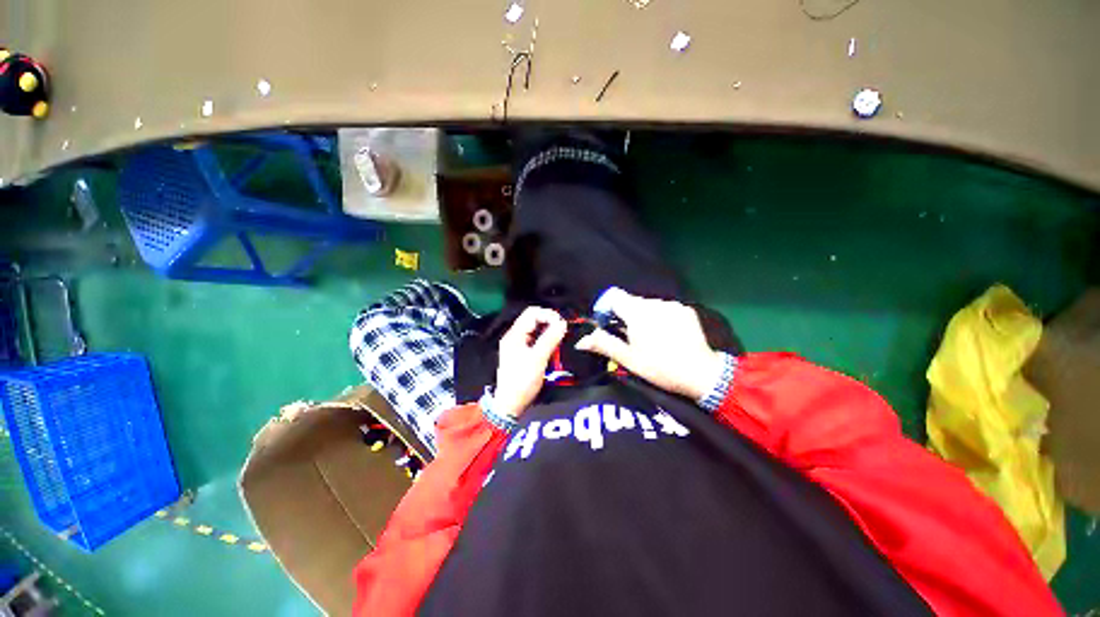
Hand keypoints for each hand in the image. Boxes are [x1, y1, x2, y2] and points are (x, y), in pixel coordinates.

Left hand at [493, 306, 567, 417]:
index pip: (532, 313)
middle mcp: (514, 336)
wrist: (510, 404)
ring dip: (548, 331)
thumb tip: (562, 323)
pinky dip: (545, 339)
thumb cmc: (522, 381)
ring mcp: (517, 344)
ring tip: (561, 337)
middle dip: (549, 322)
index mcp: (515, 334)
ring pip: (535, 329)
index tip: (562, 324)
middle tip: (563, 330)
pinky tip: (554, 345)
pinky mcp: (521, 352)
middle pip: (533, 319)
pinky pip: (535, 339)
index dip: (548, 315)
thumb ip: (550, 339)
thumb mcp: (538, 359)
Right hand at [576, 290, 724, 400]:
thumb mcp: (629, 359)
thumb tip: (580, 341)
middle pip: (631, 301)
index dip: (606, 308)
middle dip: (624, 315)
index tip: (607, 324)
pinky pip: (663, 307)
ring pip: (647, 304)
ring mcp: (672, 305)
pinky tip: (665, 334)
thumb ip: (604, 345)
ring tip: (649, 338)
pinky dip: (658, 317)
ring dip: (642, 316)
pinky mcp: (685, 309)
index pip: (614, 296)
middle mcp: (655, 303)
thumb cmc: (660, 368)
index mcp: (638, 313)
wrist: (702, 374)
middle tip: (629, 337)